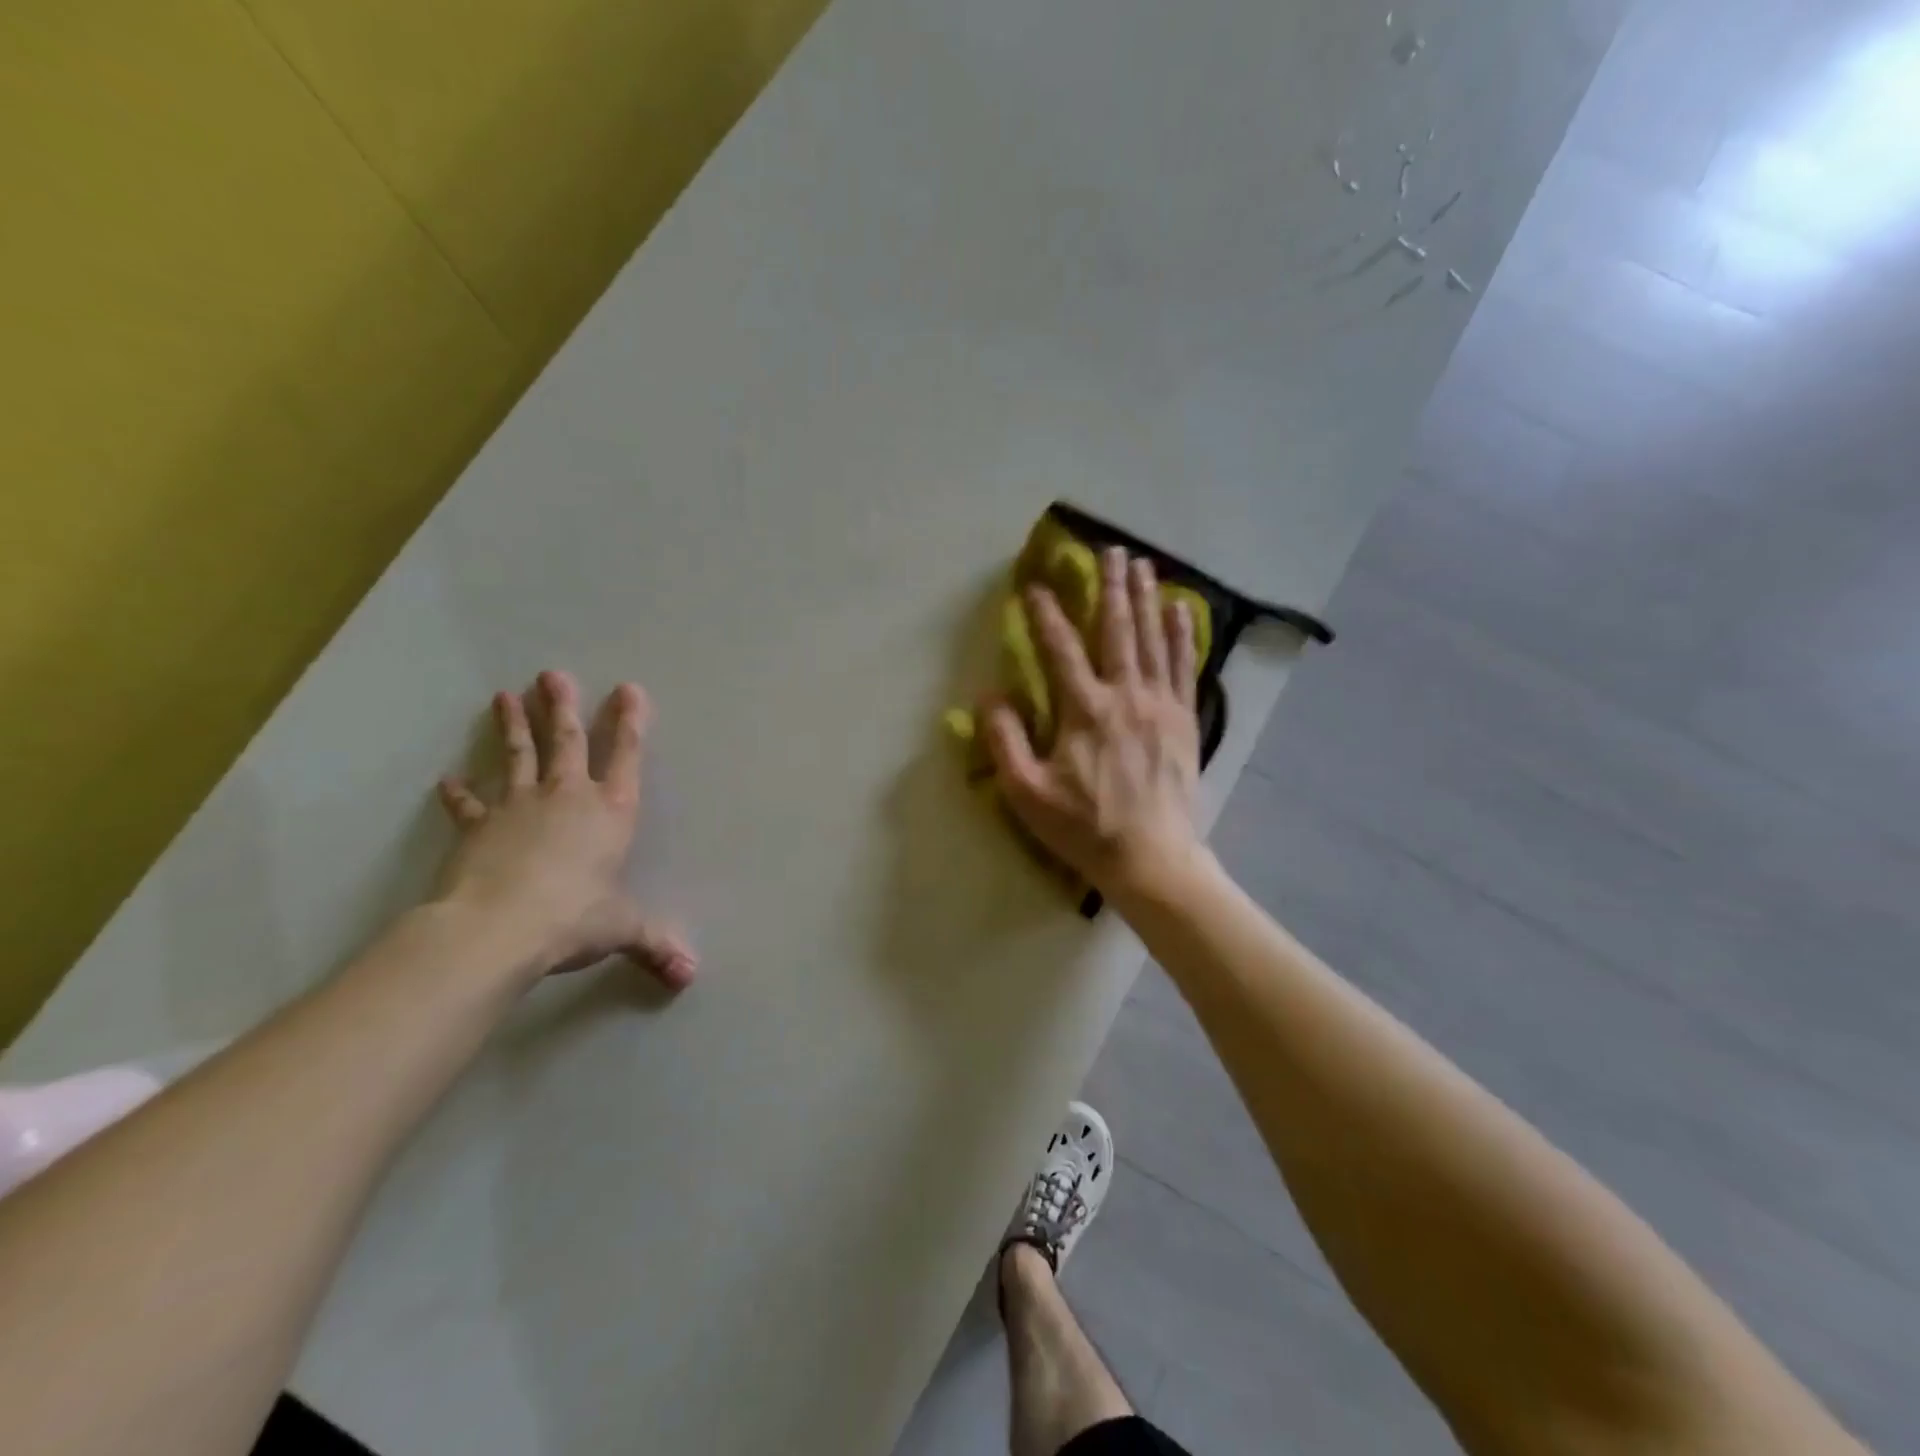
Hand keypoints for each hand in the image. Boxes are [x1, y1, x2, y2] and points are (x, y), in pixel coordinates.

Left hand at [435, 670, 696, 990]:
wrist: (497, 928)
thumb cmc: (574, 918)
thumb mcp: (622, 929)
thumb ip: (655, 945)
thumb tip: (689, 976)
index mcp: (610, 812)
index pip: (626, 756)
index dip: (630, 722)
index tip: (629, 689)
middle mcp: (567, 797)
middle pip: (567, 741)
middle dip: (563, 707)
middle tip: (552, 675)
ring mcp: (518, 807)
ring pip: (518, 757)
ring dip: (513, 727)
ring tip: (505, 696)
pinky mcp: (478, 827)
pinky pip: (469, 805)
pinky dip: (459, 793)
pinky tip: (449, 779)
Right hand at [985, 548, 1207, 904]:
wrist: (1151, 858)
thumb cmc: (1083, 827)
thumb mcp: (1026, 791)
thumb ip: (1004, 740)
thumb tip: (988, 696)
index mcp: (1083, 710)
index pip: (1060, 649)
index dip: (1045, 614)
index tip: (1035, 586)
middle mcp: (1125, 695)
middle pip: (1117, 629)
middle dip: (1110, 586)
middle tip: (1110, 550)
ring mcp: (1160, 705)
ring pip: (1153, 639)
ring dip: (1146, 598)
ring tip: (1143, 564)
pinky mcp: (1184, 720)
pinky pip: (1185, 666)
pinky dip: (1182, 635)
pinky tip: (1181, 609)